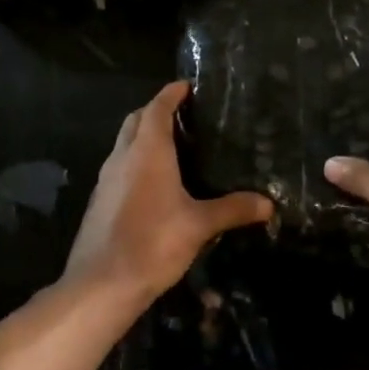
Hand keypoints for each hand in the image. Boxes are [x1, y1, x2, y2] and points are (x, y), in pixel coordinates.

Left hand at [64, 82, 272, 304]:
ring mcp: (106, 179)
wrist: (101, 283)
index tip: (186, 86)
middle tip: (184, 116)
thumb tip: (268, 204)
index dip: (171, 93)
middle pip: (136, 120)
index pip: (157, 107)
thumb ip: (233, 209)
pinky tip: (155, 184)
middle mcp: (122, 156)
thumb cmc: (154, 242)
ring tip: (173, 147)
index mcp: (147, 150)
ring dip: (143, 136)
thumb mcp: (199, 225)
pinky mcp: (100, 200)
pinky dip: (135, 161)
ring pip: (124, 144)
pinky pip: (119, 167)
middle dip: (155, 111)